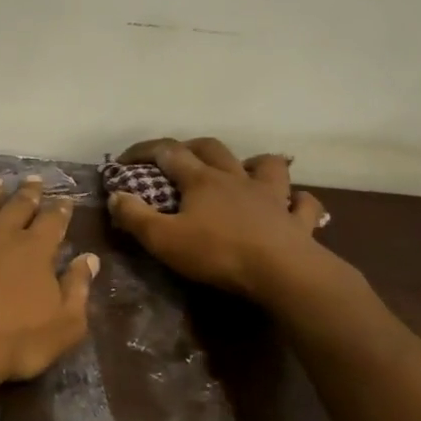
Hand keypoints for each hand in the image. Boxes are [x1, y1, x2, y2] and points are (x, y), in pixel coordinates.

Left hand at [0, 174, 97, 392]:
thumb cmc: (15, 341)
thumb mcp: (65, 325)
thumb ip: (78, 288)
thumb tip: (90, 259)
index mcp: (35, 250)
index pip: (52, 221)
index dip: (60, 209)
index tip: (65, 199)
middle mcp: (1, 235)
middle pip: (17, 206)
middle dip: (28, 192)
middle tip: (34, 179)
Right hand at [106, 138, 330, 299]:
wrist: (283, 273)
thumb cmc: (217, 253)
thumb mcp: (163, 239)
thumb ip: (135, 216)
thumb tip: (115, 196)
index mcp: (201, 180)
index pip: (168, 152)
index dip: (143, 151)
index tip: (123, 160)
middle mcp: (236, 179)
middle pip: (213, 148)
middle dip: (191, 147)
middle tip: (178, 157)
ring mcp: (272, 197)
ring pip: (267, 165)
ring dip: (254, 164)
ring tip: (243, 173)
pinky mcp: (298, 221)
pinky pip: (304, 204)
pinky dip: (298, 201)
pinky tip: (293, 205)